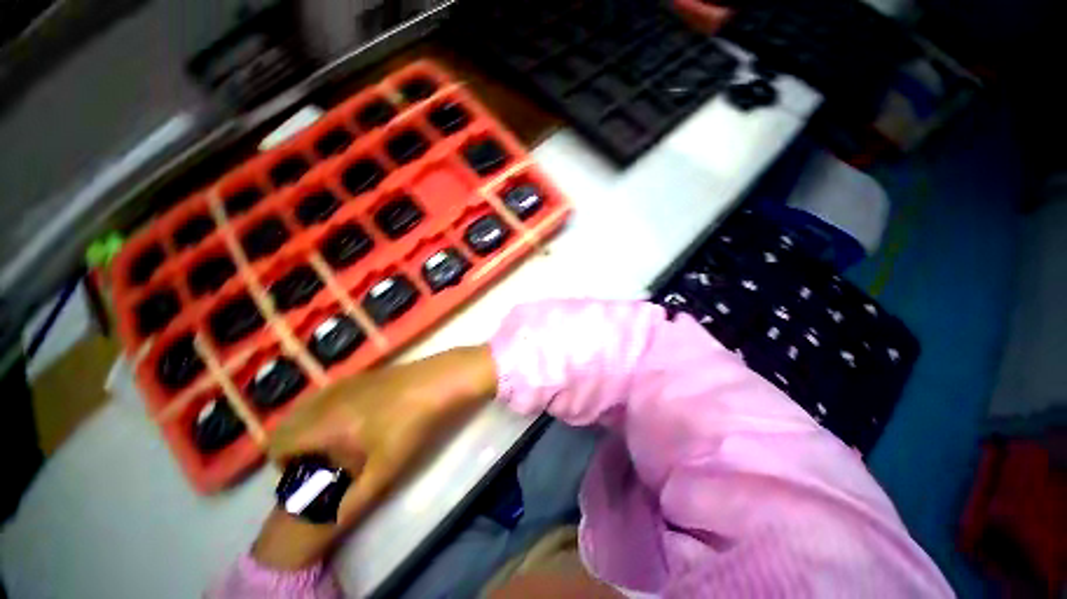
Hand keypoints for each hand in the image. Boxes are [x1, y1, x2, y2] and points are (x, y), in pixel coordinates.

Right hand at [251, 345, 496, 568]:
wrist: (441, 380)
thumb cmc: (410, 424)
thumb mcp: (384, 468)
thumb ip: (354, 499)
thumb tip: (332, 522)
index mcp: (323, 421)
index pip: (279, 443)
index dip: (284, 465)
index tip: (307, 475)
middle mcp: (327, 398)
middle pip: (290, 423)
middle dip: (295, 446)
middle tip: (322, 461)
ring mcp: (347, 382)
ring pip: (310, 407)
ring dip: (312, 427)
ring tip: (339, 443)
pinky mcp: (365, 375)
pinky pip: (331, 395)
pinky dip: (329, 410)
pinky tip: (359, 419)